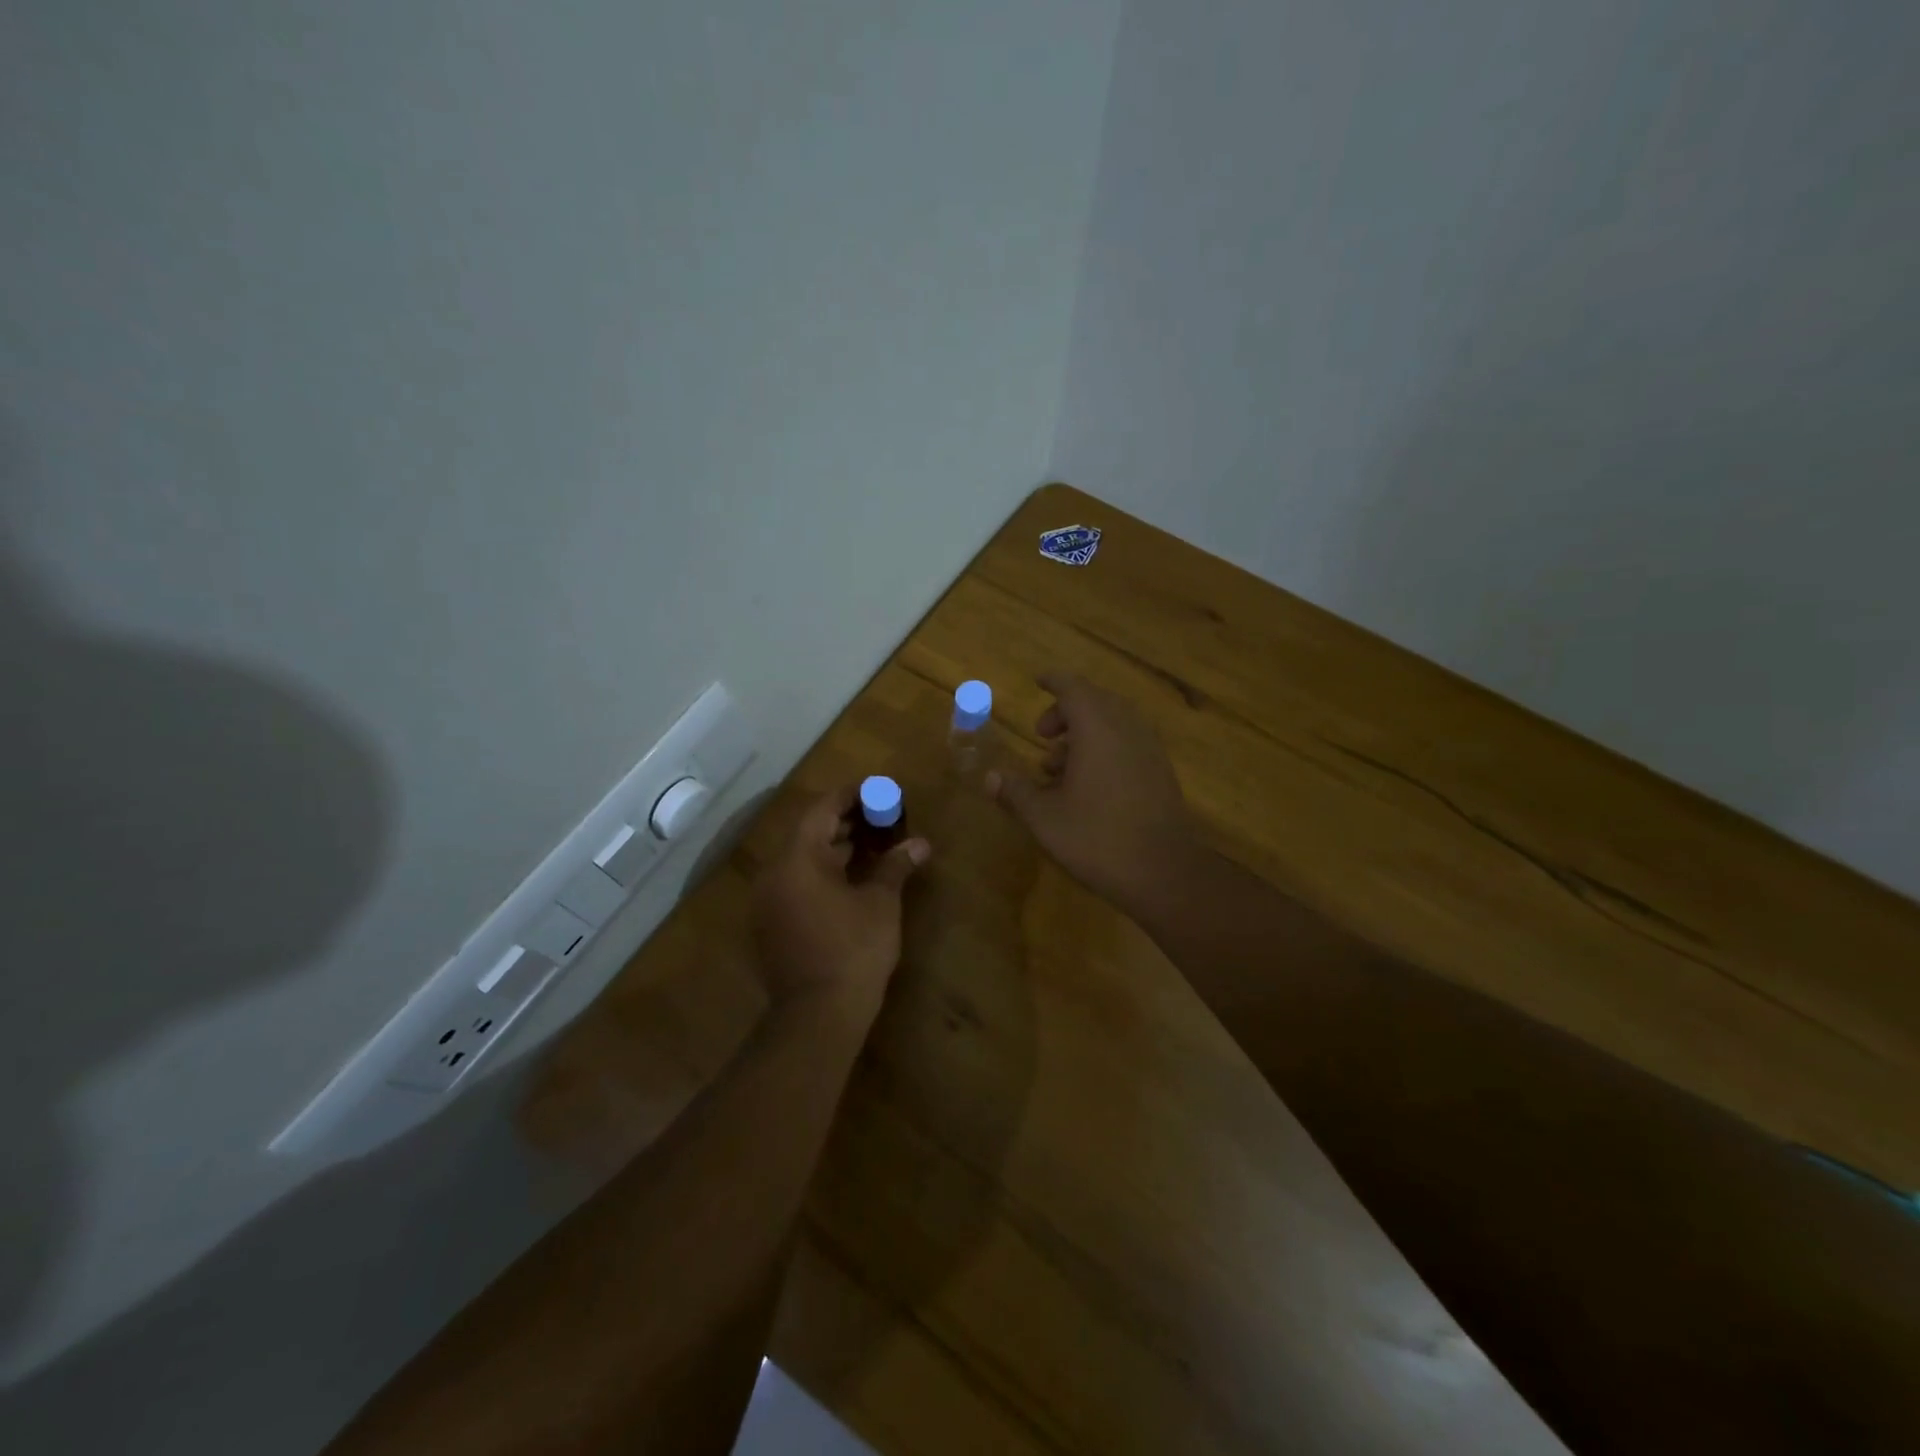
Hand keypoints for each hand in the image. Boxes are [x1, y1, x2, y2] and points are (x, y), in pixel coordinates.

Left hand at [751, 783, 930, 1017]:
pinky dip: (822, 873)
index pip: (822, 810)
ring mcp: (768, 901)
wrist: (817, 1015)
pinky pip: (796, 883)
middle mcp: (775, 874)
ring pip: (802, 860)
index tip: (877, 789)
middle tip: (880, 815)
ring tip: (871, 844)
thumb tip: (920, 843)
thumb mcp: (880, 903)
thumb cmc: (853, 950)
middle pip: (809, 833)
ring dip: (834, 848)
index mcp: (797, 859)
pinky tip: (851, 879)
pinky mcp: (771, 924)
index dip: (851, 796)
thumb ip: (896, 866)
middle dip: (845, 821)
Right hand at [986, 671, 1199, 912]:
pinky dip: (1104, 748)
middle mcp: (1127, 729)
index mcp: (1098, 728)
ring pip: (1113, 724)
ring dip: (1084, 734)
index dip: (1054, 681)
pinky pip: (1128, 743)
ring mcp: (1149, 750)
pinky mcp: (1161, 772)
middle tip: (1042, 736)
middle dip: (1065, 712)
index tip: (1038, 681)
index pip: (1073, 687)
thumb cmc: (1097, 838)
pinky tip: (1086, 785)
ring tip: (1056, 767)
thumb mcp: (1045, 818)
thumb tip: (990, 778)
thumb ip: (1016, 792)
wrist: (1164, 872)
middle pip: (1095, 702)